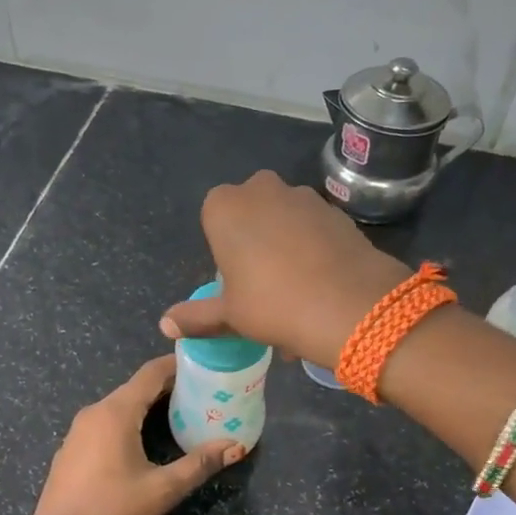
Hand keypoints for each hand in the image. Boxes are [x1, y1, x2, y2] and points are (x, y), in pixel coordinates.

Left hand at [19, 356, 243, 514]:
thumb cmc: (110, 513)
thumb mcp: (161, 490)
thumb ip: (198, 464)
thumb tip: (235, 446)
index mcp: (114, 413)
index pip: (150, 374)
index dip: (177, 366)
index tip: (204, 364)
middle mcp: (93, 414)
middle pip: (135, 389)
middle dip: (168, 388)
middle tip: (202, 394)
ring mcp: (77, 433)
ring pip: (119, 408)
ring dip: (148, 407)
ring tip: (181, 415)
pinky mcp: (71, 452)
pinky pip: (105, 425)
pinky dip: (129, 424)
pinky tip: (145, 442)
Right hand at [158, 171, 410, 368]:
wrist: (350, 305)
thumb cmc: (273, 305)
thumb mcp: (229, 315)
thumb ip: (197, 316)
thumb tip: (165, 325)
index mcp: (225, 207)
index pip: (213, 220)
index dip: (224, 252)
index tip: (236, 282)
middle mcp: (262, 189)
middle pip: (251, 216)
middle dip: (255, 244)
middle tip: (264, 287)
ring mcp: (304, 196)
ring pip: (285, 221)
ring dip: (286, 248)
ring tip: (297, 293)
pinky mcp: (337, 210)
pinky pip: (315, 229)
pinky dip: (314, 250)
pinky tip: (322, 285)